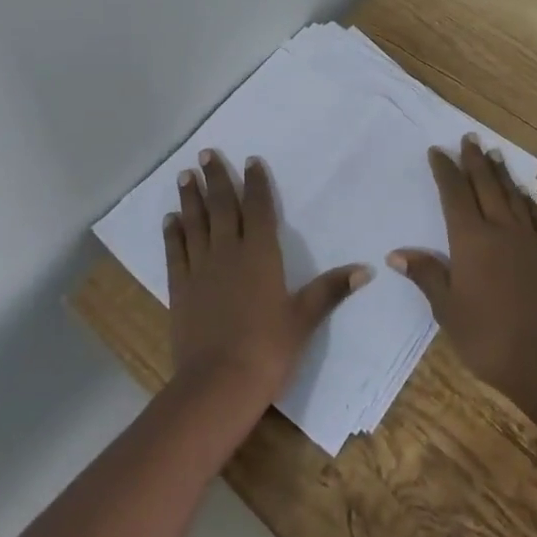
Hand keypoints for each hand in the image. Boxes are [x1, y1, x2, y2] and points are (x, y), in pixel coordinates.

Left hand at [165, 149, 370, 412]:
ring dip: (190, 197)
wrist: (219, 383)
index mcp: (260, 253)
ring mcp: (201, 268)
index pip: (258, 208)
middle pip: (221, 206)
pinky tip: (169, 219)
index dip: (255, 183)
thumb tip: (366, 269)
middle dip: (215, 178)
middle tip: (206, 153)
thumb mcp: (304, 319)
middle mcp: (228, 251)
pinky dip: (172, 232)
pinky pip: (175, 251)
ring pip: (195, 222)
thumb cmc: (268, 349)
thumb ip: (330, 290)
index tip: (250, 161)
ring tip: (184, 174)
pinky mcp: (180, 287)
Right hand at [388, 135, 536, 410]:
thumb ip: (427, 276)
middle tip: (469, 138)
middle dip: (474, 160)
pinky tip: (527, 195)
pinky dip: (529, 200)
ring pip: (512, 195)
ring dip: (501, 173)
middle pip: (485, 185)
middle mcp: (501, 229)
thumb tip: (397, 253)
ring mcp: (530, 239)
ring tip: (494, 153)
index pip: (454, 194)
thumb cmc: (490, 337)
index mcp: (471, 239)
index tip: (437, 151)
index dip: (445, 170)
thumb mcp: (448, 311)